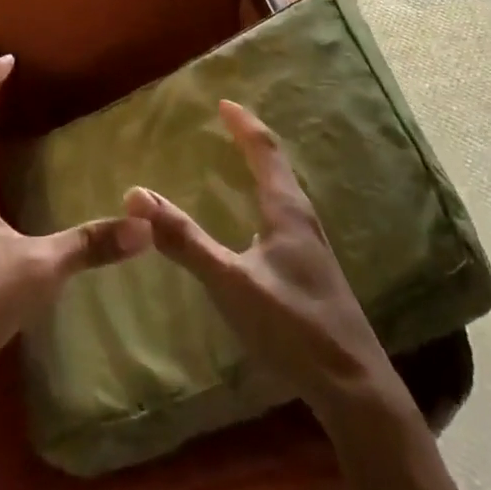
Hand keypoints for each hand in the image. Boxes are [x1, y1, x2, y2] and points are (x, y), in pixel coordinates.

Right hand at [124, 100, 396, 422]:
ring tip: (237, 167)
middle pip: (277, 168)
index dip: (244, 125)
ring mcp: (311, 249)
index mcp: (287, 211)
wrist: (354, 387)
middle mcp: (302, 220)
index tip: (224, 102)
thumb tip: (136, 195)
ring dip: (260, 173)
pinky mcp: (311, 273)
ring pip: (283, 195)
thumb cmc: (291, 325)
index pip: (265, 151)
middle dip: (251, 143)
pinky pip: (283, 220)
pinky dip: (263, 202)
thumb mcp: (230, 282)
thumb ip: (184, 241)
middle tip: (226, 127)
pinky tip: (253, 228)